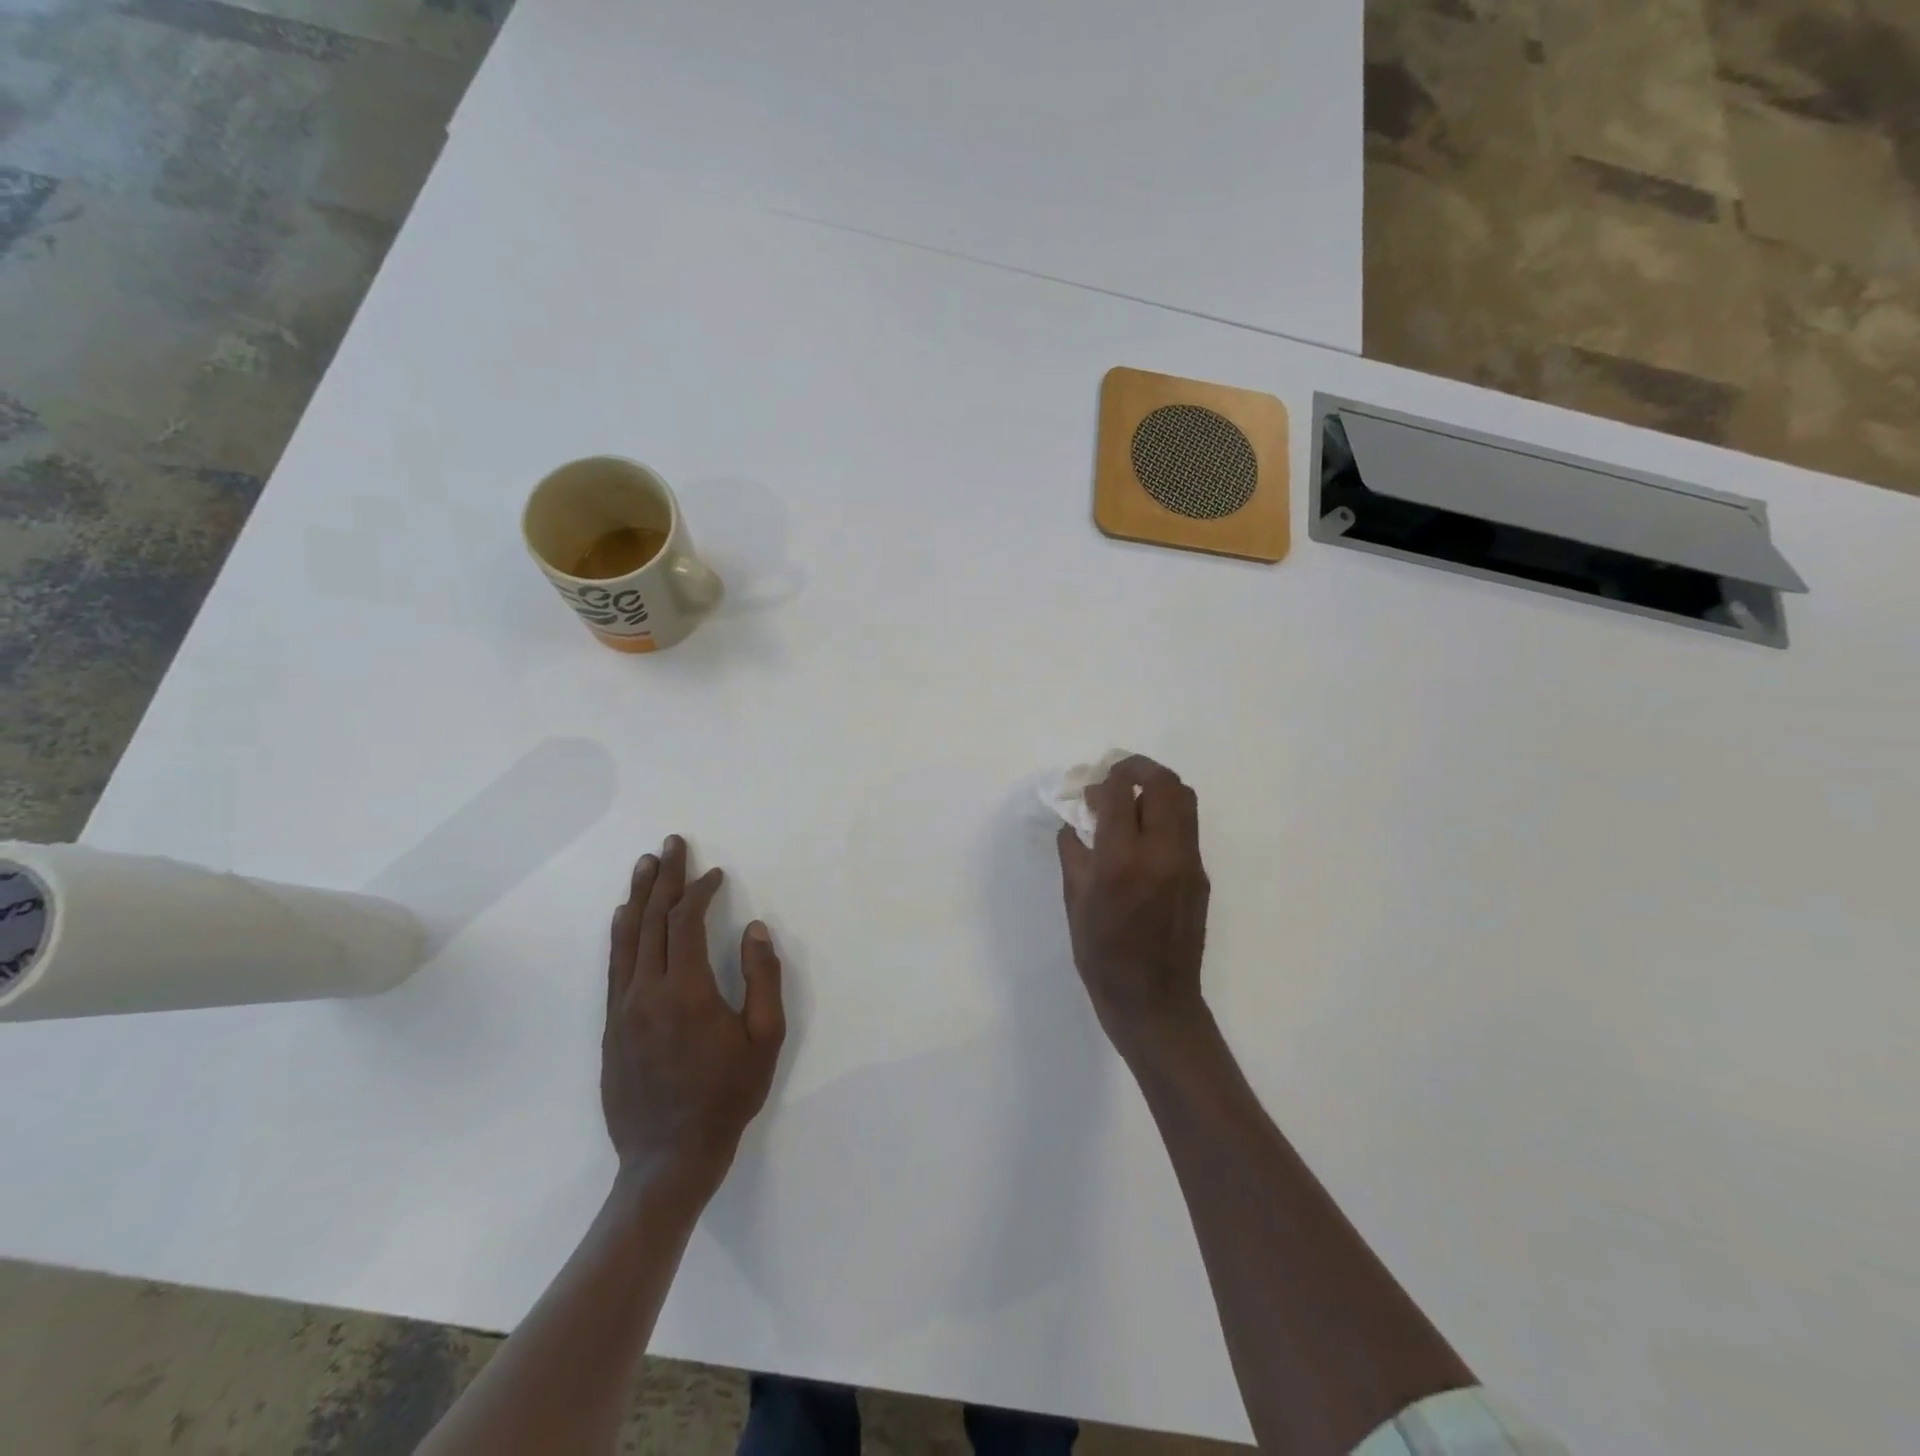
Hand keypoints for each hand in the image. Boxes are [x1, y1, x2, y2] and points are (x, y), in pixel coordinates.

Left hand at [601, 836, 785, 1194]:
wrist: (668, 1157)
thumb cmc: (726, 1096)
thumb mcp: (765, 1038)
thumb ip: (763, 978)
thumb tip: (755, 929)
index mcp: (687, 991)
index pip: (687, 922)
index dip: (700, 891)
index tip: (716, 874)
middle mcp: (647, 990)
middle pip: (652, 920)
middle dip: (665, 878)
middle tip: (672, 844)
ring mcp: (623, 1008)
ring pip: (627, 939)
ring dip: (638, 897)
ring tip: (646, 865)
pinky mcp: (612, 1026)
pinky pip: (615, 966)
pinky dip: (620, 934)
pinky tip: (623, 916)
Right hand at [1057, 755, 1211, 1057]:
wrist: (1155, 1002)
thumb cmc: (1103, 957)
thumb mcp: (1075, 904)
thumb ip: (1074, 855)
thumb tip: (1073, 824)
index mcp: (1121, 861)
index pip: (1121, 792)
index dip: (1106, 778)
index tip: (1092, 787)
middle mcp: (1161, 853)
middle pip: (1164, 783)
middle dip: (1138, 769)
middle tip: (1116, 779)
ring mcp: (1188, 863)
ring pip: (1184, 799)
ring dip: (1157, 788)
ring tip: (1132, 802)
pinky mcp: (1201, 875)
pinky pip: (1186, 828)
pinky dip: (1166, 816)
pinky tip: (1144, 838)